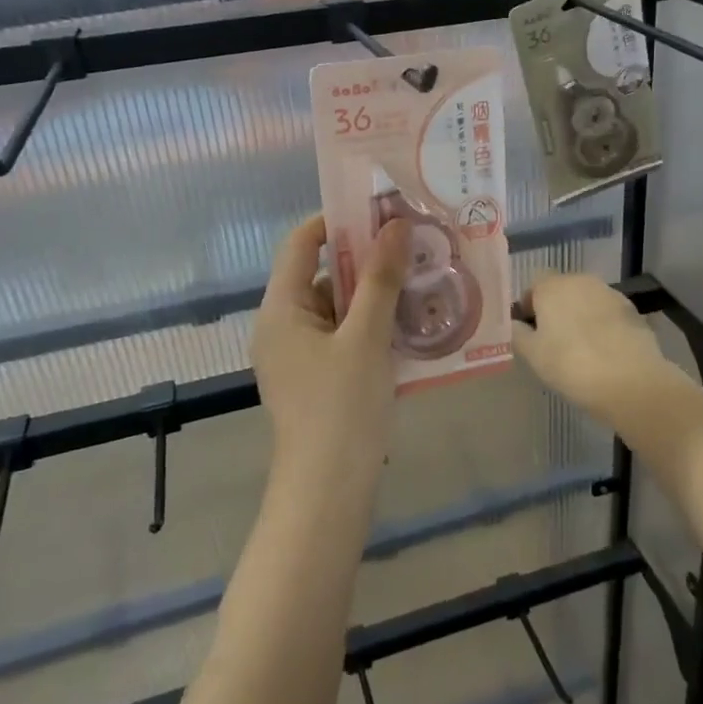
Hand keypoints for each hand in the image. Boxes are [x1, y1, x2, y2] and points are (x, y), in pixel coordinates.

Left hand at [251, 214, 411, 468]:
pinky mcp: (317, 377)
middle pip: (323, 274)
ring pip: (338, 307)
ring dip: (376, 294)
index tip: (383, 212)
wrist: (328, 491)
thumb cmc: (342, 407)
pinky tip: (410, 324)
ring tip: (421, 281)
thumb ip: (382, 279)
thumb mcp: (367, 337)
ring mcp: (298, 354)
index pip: (301, 243)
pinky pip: (344, 336)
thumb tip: (396, 224)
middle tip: (414, 246)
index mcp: (281, 308)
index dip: (338, 221)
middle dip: (368, 259)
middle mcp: (283, 325)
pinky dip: (372, 325)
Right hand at [512, 273, 685, 419]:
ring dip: (580, 316)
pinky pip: (608, 314)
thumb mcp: (533, 354)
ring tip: (580, 348)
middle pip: (562, 289)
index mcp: (553, 286)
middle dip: (556, 309)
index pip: (534, 285)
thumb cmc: (571, 364)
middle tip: (553, 341)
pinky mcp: (633, 311)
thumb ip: (517, 333)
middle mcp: (581, 280)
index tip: (530, 331)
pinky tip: (604, 352)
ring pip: (587, 300)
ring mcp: (610, 294)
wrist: (631, 381)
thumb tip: (514, 324)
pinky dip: (603, 326)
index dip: (529, 306)